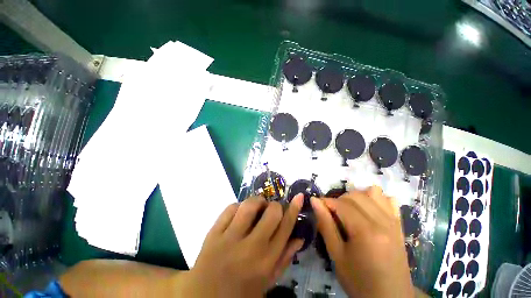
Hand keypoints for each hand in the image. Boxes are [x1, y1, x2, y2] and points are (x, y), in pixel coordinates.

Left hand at [174, 195, 303, 296]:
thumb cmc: (240, 292)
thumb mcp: (267, 281)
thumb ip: (285, 258)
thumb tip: (299, 236)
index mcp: (266, 262)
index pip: (285, 228)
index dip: (294, 209)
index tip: (299, 196)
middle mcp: (250, 248)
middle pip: (271, 213)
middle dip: (275, 206)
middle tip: (271, 209)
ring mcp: (229, 239)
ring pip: (249, 205)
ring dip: (257, 201)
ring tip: (258, 207)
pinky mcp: (213, 233)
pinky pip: (230, 208)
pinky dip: (239, 205)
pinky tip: (240, 213)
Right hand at [311, 186, 413, 297]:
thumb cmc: (359, 280)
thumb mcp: (336, 255)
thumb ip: (325, 224)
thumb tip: (315, 201)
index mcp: (366, 231)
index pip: (341, 204)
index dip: (326, 201)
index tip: (317, 205)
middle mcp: (382, 222)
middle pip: (356, 195)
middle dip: (339, 199)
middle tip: (332, 211)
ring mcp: (394, 222)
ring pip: (373, 193)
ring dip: (356, 196)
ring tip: (348, 208)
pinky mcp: (400, 226)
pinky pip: (390, 202)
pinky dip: (377, 198)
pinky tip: (369, 206)